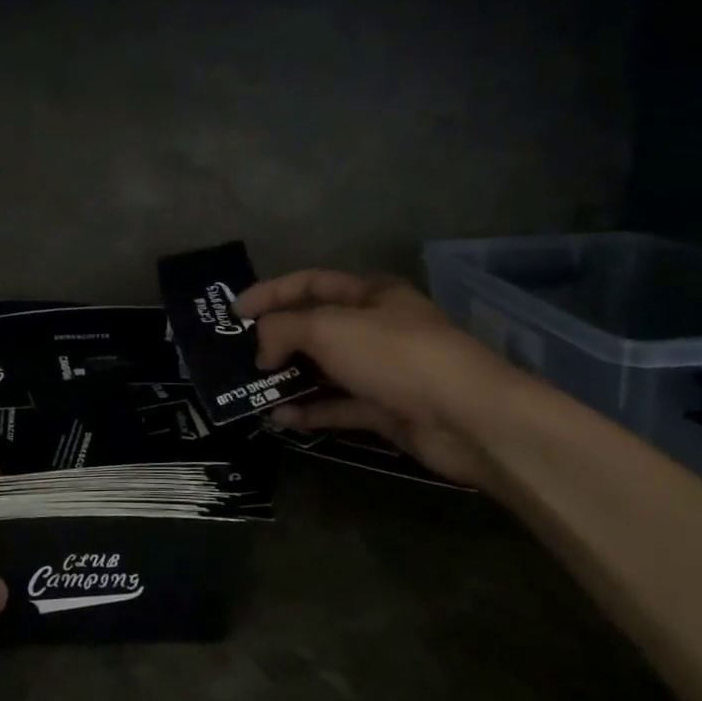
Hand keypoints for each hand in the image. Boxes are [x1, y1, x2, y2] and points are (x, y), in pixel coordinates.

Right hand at [235, 269, 527, 490]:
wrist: (467, 418)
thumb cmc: (395, 355)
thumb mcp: (329, 328)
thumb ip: (284, 330)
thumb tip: (261, 349)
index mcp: (369, 294)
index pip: (309, 282)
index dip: (269, 292)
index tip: (233, 313)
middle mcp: (376, 327)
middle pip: (316, 326)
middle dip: (277, 338)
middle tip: (238, 354)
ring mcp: (382, 370)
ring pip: (325, 369)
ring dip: (290, 378)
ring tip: (251, 388)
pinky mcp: (386, 409)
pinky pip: (338, 406)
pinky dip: (310, 411)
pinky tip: (279, 418)